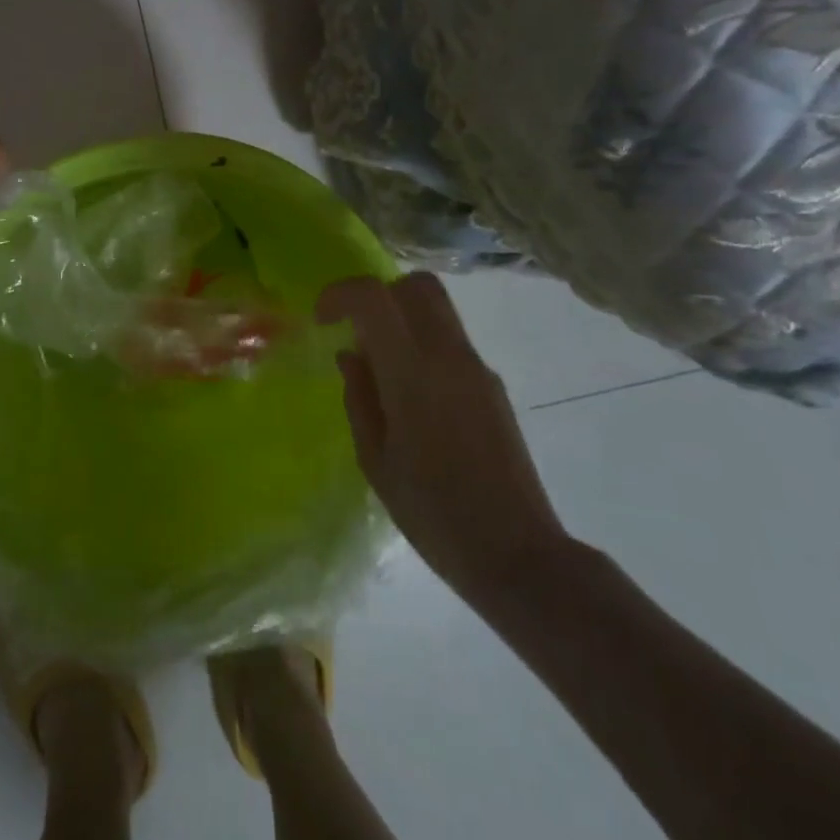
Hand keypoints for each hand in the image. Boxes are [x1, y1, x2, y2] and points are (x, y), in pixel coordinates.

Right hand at [318, 273, 570, 606]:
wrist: (517, 555)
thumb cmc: (432, 512)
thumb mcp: (375, 459)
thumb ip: (359, 396)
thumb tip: (351, 355)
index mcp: (412, 372)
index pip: (374, 296)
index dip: (340, 294)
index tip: (322, 320)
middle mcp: (449, 356)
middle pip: (416, 285)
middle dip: (377, 295)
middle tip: (355, 332)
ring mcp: (477, 368)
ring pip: (437, 309)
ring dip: (402, 319)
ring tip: (381, 370)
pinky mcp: (493, 386)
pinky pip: (451, 341)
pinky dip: (422, 345)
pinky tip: (413, 398)